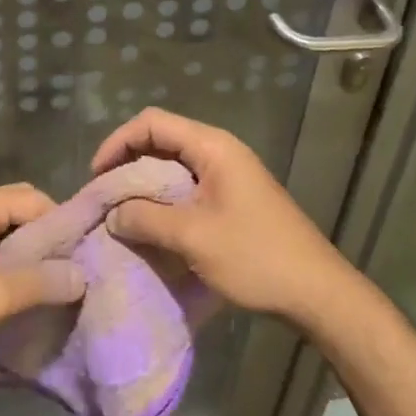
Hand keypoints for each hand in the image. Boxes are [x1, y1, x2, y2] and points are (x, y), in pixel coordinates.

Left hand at [0, 184, 85, 363]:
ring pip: (6, 230)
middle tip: (72, 273)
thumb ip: (41, 282)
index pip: (38, 200)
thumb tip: (83, 274)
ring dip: (28, 254)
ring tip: (53, 285)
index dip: (65, 226)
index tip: (88, 257)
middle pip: (22, 210)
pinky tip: (20, 291)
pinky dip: (8, 262)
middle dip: (48, 239)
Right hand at [92, 107, 350, 325]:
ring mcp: (229, 174)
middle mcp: (219, 151)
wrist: (318, 293)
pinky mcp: (233, 198)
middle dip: (128, 163)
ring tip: (121, 212)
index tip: (97, 175)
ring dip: (145, 184)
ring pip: (173, 165)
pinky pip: (188, 186)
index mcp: (212, 146)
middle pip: (161, 139)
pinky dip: (164, 199)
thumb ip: (146, 219)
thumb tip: (112, 214)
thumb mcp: (193, 238)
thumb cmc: (255, 257)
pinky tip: (152, 225)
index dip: (118, 142)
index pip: (152, 122)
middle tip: (104, 195)